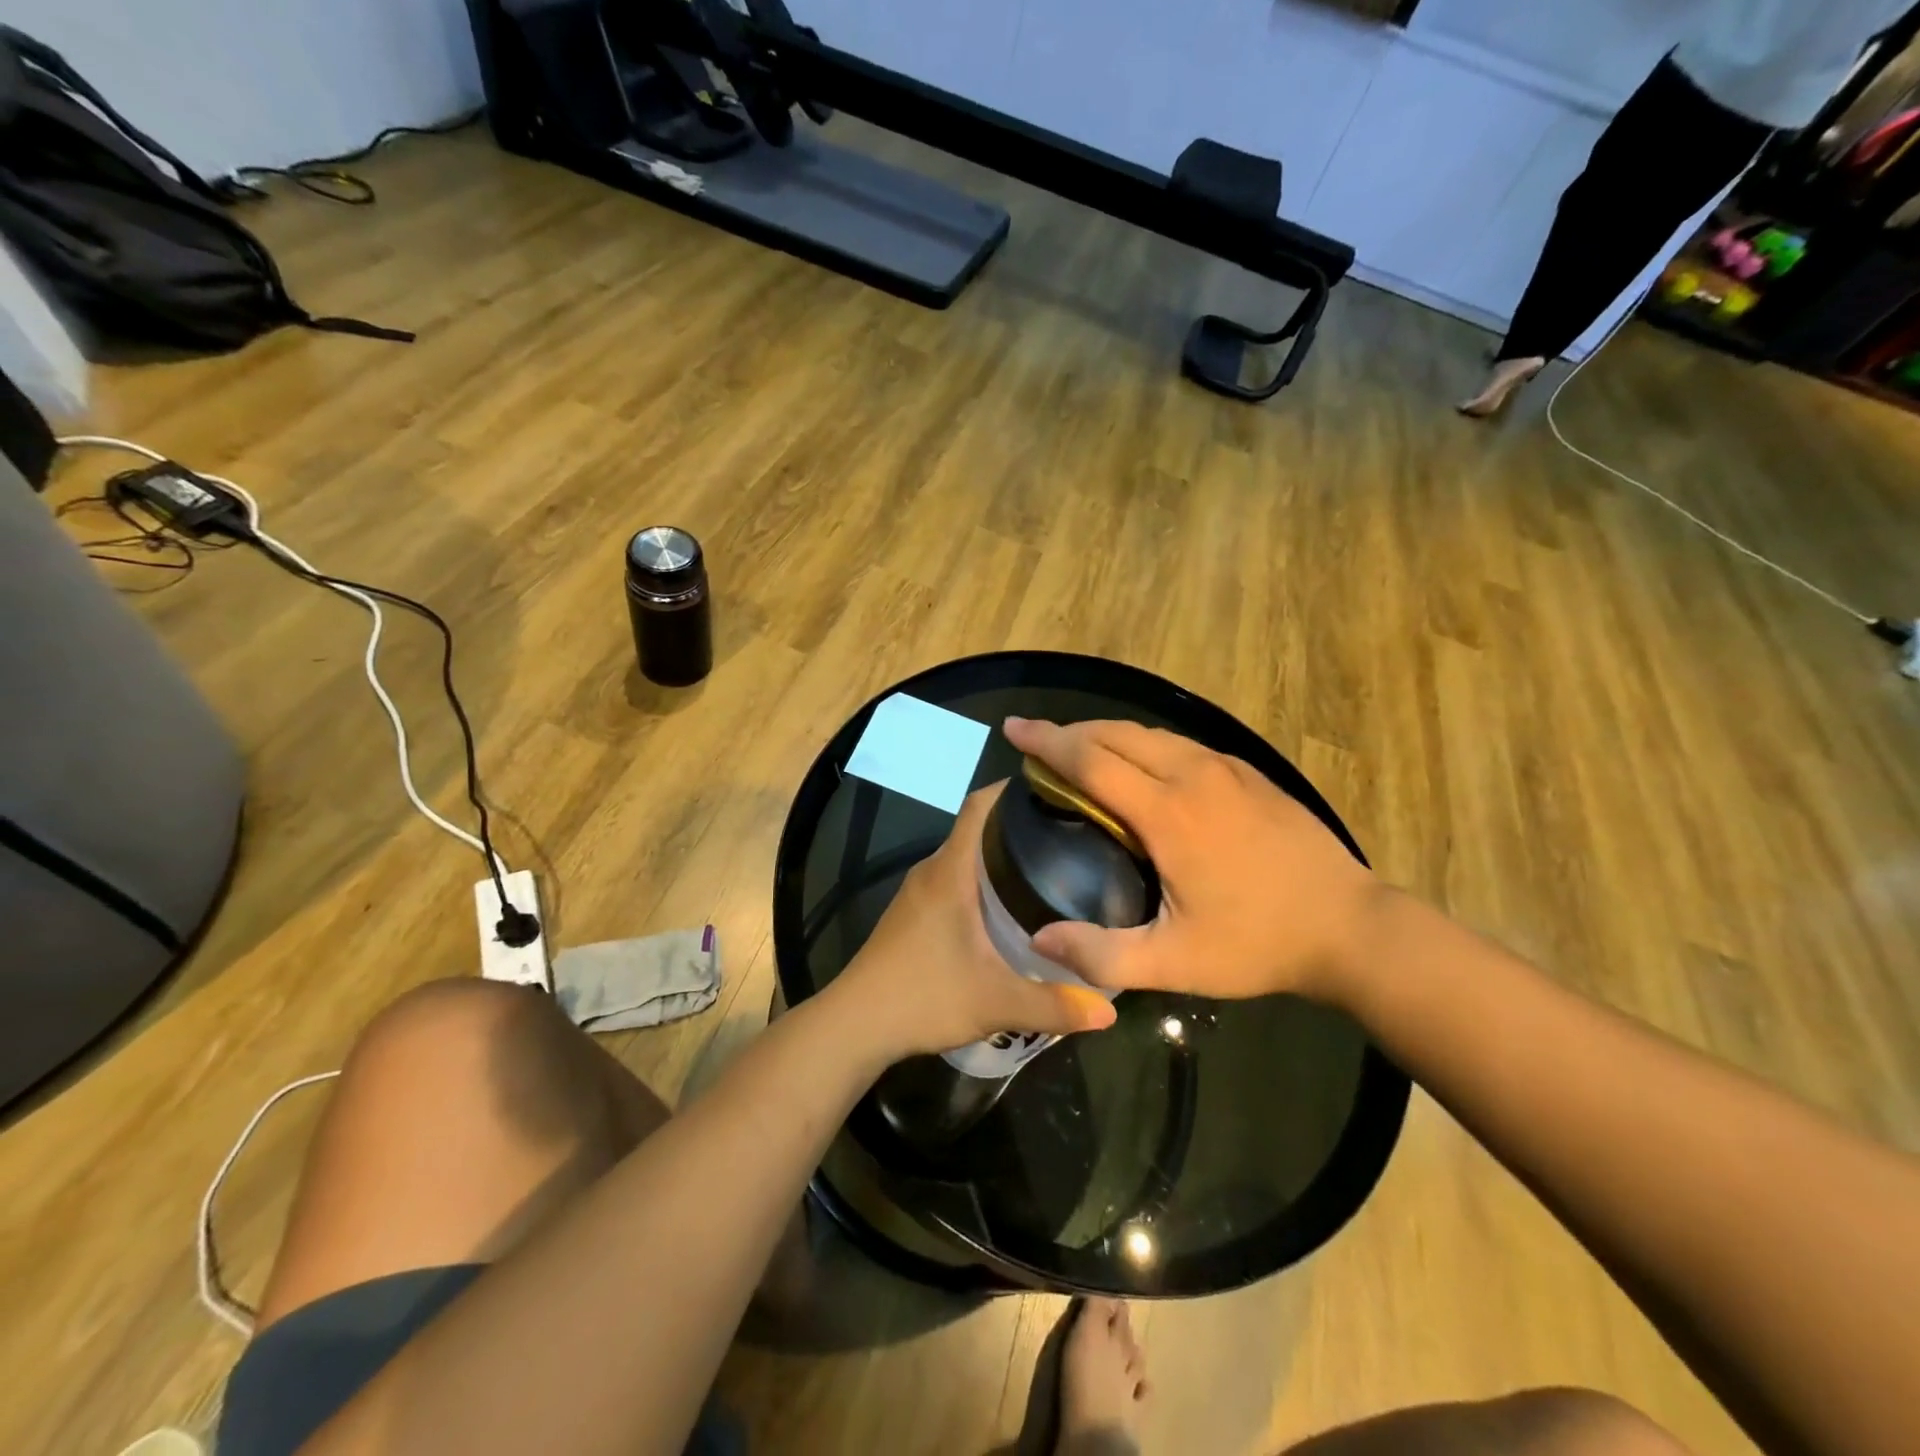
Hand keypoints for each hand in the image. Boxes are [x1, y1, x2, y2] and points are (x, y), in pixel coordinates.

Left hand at [832, 783, 1118, 1058]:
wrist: (855, 1024)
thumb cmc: (923, 997)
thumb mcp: (996, 1003)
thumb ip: (1055, 1005)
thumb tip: (1111, 1011)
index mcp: (950, 871)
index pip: (980, 805)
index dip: (1013, 788)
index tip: (1055, 789)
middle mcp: (932, 870)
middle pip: (978, 827)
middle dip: (1020, 824)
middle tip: (1069, 834)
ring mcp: (918, 891)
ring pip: (965, 855)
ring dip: (1000, 854)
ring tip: (1048, 865)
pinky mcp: (912, 913)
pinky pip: (953, 878)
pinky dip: (982, 879)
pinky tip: (1008, 906)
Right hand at [1004, 717, 1382, 1003]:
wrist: (1352, 927)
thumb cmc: (1258, 944)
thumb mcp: (1175, 964)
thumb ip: (1102, 955)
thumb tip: (1039, 941)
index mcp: (1167, 813)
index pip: (1091, 760)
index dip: (1046, 742)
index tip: (1013, 728)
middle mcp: (1193, 776)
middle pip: (1117, 734)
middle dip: (1071, 731)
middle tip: (1038, 742)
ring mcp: (1227, 769)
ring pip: (1151, 735)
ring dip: (1107, 736)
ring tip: (1081, 751)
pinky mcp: (1250, 774)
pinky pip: (1182, 745)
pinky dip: (1144, 745)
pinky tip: (1143, 766)